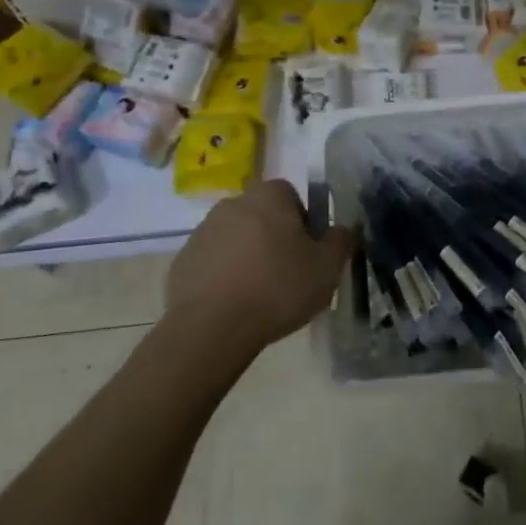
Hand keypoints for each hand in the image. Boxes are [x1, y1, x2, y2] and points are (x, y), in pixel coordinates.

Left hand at [164, 180, 355, 350]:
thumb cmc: (277, 288)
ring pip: (237, 239)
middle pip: (263, 216)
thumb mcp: (327, 267)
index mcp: (268, 196)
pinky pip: (213, 263)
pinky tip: (234, 305)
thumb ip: (341, 241)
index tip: (308, 252)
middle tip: (289, 274)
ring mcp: (202, 232)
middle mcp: (232, 204)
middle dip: (275, 238)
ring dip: (248, 257)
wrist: (211, 329)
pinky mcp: (182, 262)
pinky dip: (224, 277)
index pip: (291, 195)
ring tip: (260, 294)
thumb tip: (343, 230)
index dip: (304, 222)